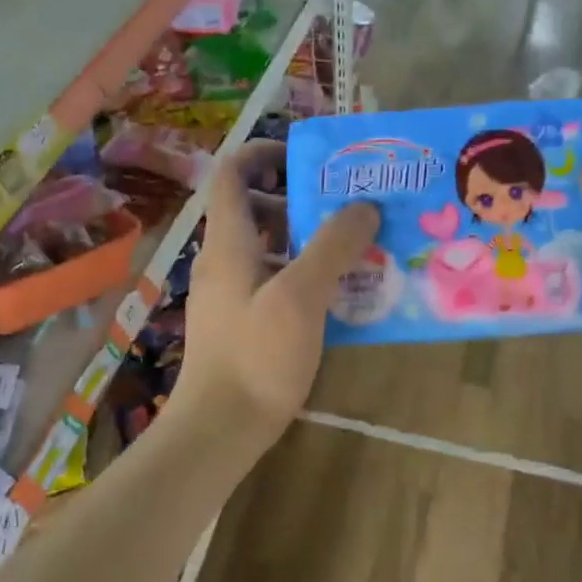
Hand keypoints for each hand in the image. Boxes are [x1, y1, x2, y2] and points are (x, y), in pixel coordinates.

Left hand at [173, 141, 378, 444]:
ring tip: (355, 251)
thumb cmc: (257, 356)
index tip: (309, 158)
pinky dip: (302, 278)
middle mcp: (222, 261)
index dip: (264, 153)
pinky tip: (338, 298)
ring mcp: (229, 296)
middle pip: (256, 209)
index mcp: (228, 242)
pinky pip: (272, 283)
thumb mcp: (301, 295)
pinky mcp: (240, 325)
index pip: (232, 173)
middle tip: (349, 208)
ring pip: (268, 249)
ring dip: (308, 242)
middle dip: (302, 200)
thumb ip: (332, 247)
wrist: (219, 428)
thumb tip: (363, 206)